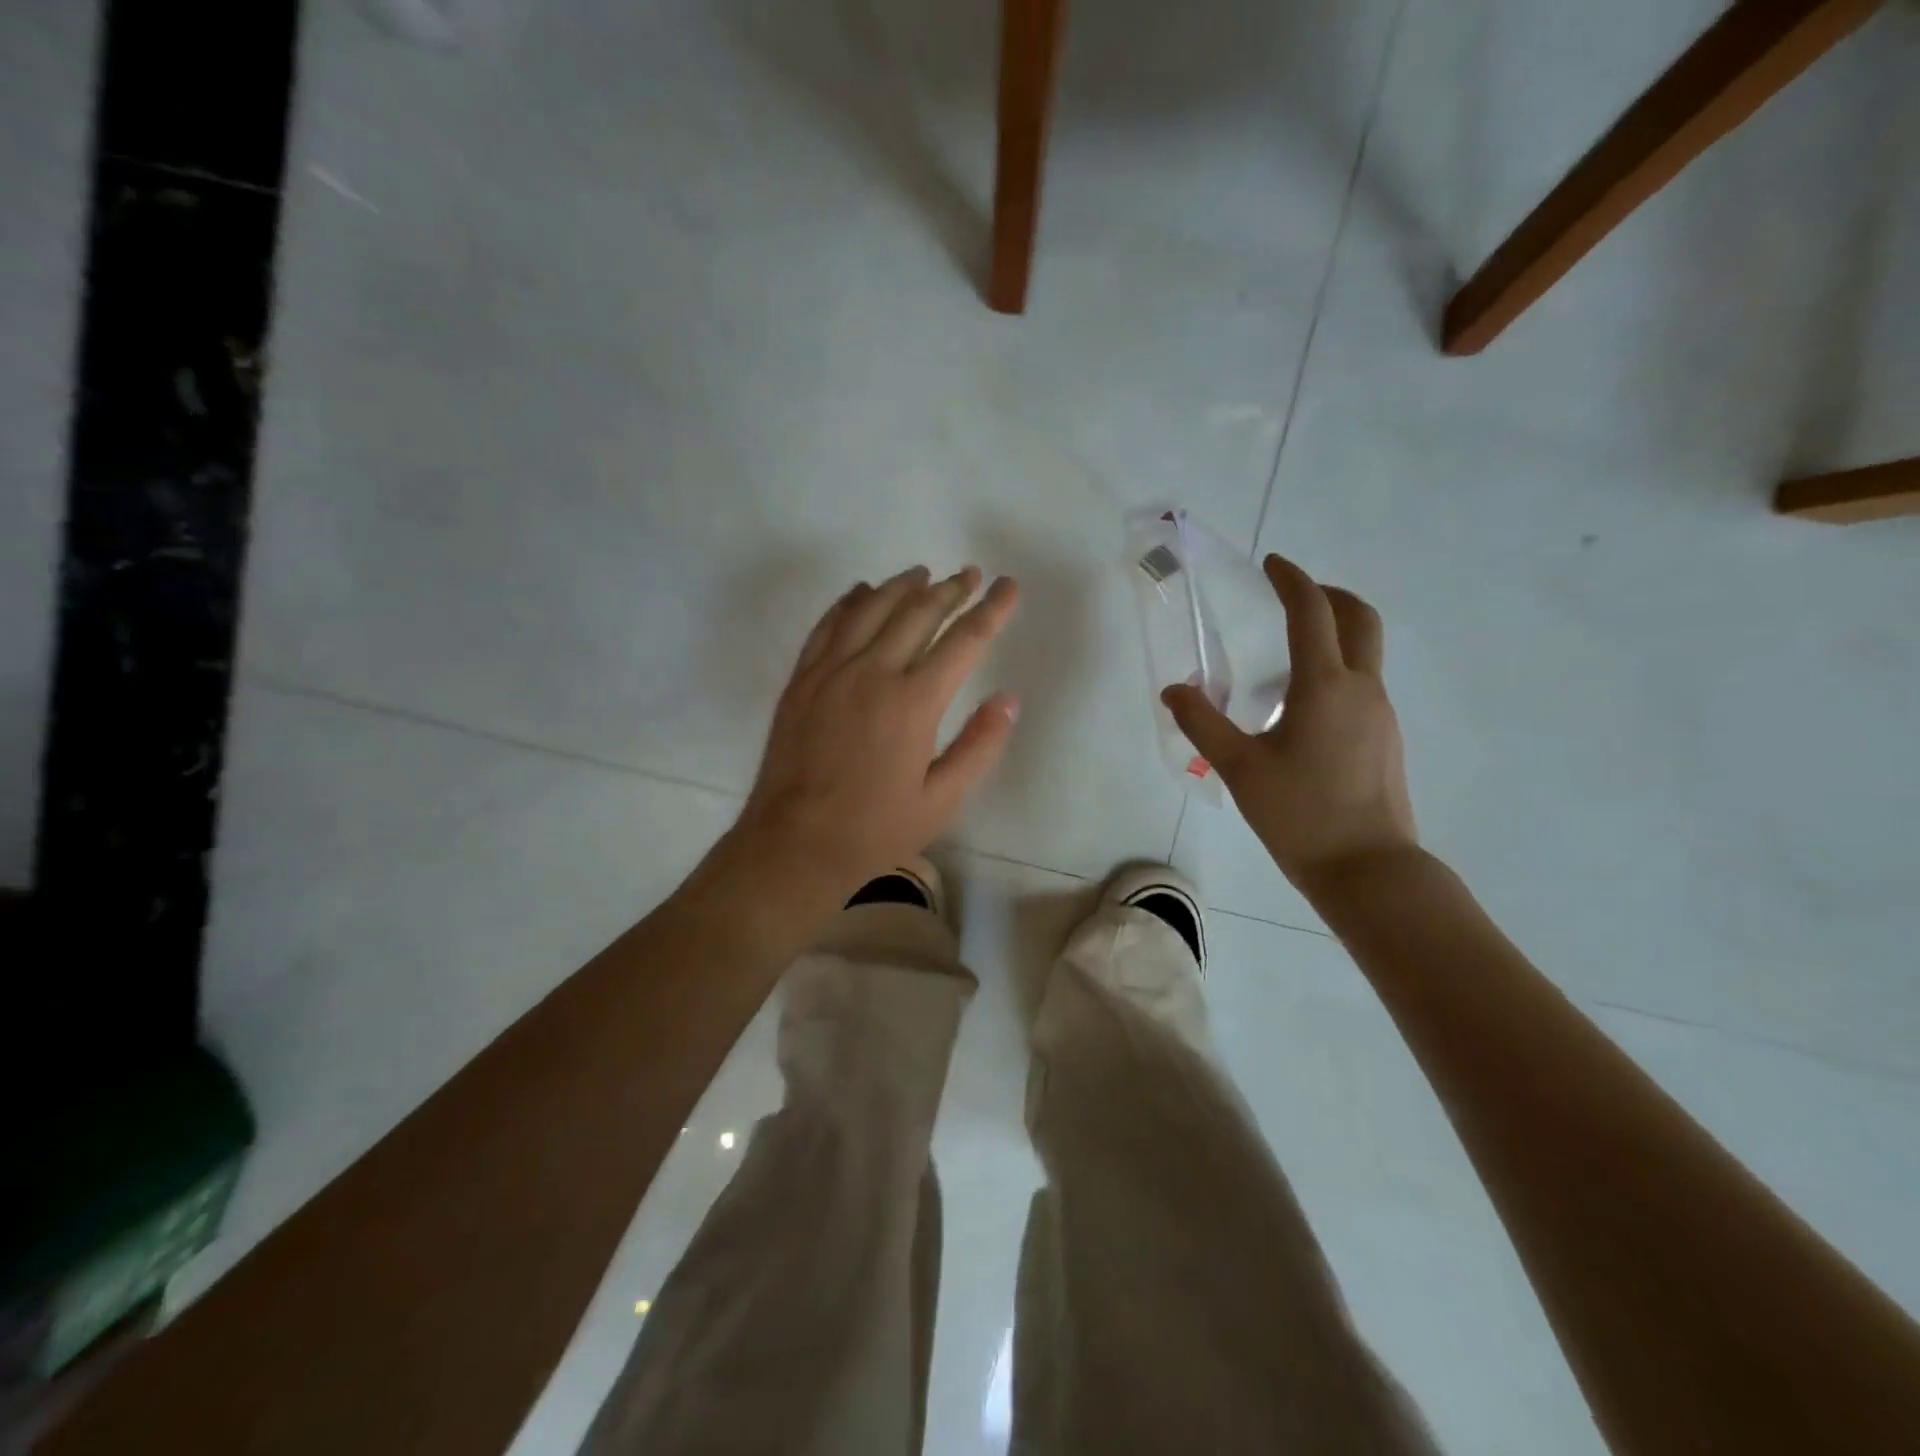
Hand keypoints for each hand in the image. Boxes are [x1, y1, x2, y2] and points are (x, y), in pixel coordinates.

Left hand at [732, 565, 1020, 902]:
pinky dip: (850, 601)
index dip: (991, 610)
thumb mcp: (942, 800)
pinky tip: (862, 592)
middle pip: (918, 613)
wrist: (795, 844)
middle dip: (951, 590)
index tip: (1009, 586)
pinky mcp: (802, 679)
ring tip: (923, 574)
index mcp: (914, 703)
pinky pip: (828, 624)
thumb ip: (980, 746)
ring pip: (871, 608)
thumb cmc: (875, 829)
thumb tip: (1009, 699)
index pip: (964, 641)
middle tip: (970, 574)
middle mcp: (873, 673)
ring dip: (901, 586)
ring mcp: (831, 671)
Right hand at [1163, 554, 1416, 899]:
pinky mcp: (1384, 738)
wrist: (1368, 868)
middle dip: (1328, 595)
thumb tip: (1174, 690)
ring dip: (1334, 631)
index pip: (1312, 612)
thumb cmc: (1299, 815)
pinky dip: (1337, 667)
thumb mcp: (1238, 767)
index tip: (1272, 564)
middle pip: (1359, 618)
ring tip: (1289, 650)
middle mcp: (1361, 688)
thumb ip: (1203, 723)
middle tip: (1294, 593)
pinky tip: (1303, 703)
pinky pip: (1363, 683)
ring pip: (1365, 651)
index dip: (1291, 580)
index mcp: (1325, 686)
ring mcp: (1380, 714)